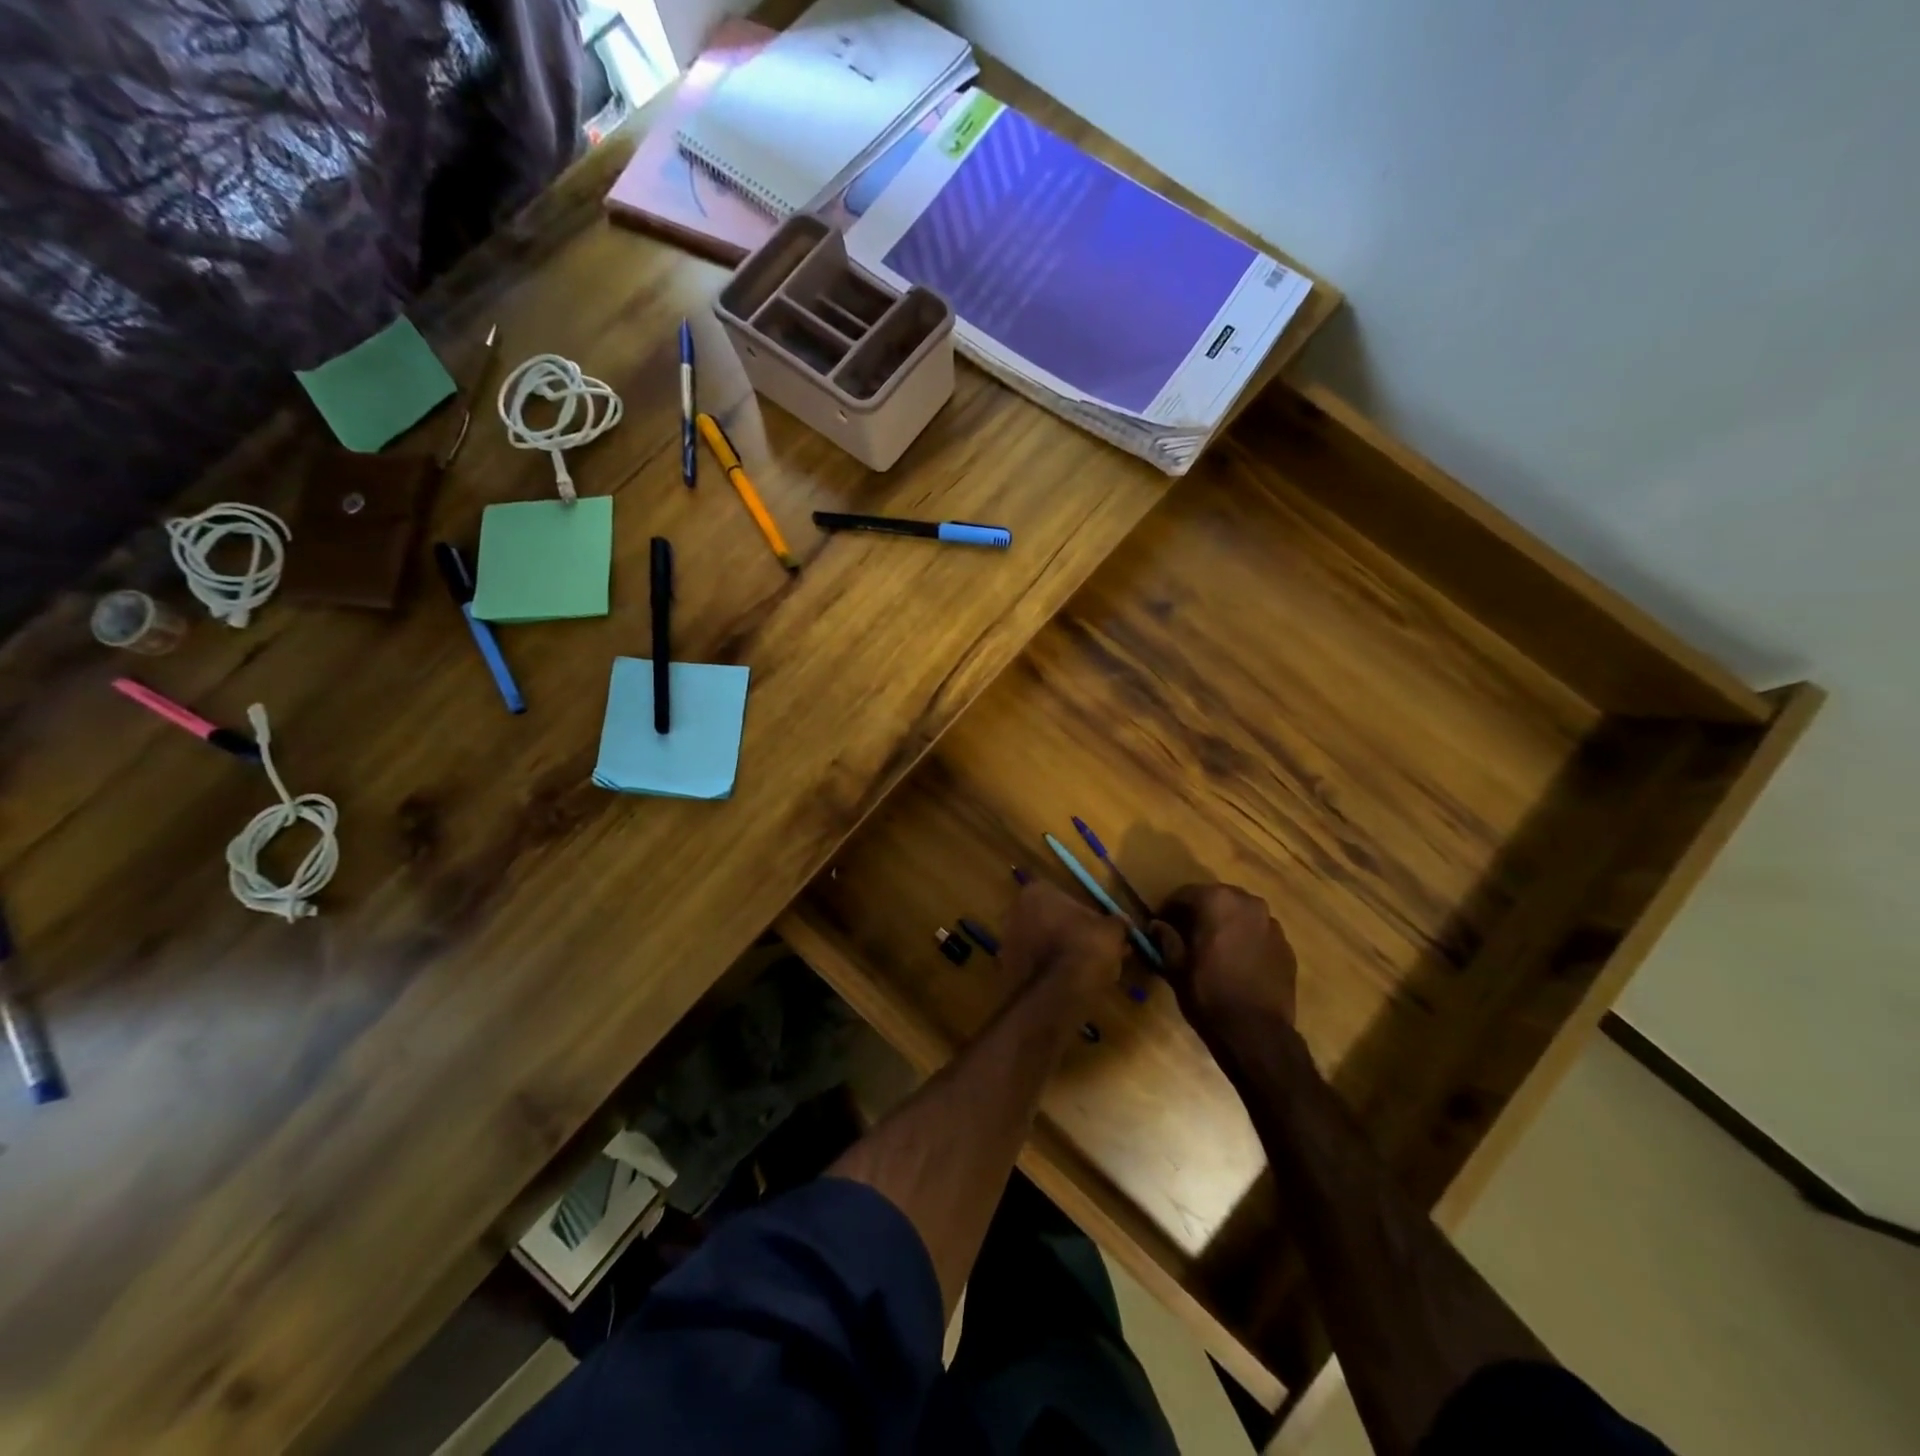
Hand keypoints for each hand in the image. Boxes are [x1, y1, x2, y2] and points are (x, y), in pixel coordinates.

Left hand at [1004, 880, 1125, 995]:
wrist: (1055, 996)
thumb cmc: (1084, 949)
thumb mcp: (1111, 932)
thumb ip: (1116, 923)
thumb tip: (1123, 922)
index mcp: (1036, 892)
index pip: (1065, 897)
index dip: (1086, 916)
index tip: (1102, 932)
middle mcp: (1015, 912)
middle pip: (1050, 920)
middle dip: (1073, 934)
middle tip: (1097, 951)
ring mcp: (1007, 941)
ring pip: (1042, 944)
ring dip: (1062, 954)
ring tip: (1089, 971)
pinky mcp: (1007, 970)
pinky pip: (1036, 966)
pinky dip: (1051, 972)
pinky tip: (1071, 985)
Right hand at [1151, 883, 1297, 1040]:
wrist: (1257, 1033)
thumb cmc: (1209, 993)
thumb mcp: (1177, 966)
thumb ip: (1166, 939)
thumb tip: (1157, 925)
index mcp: (1218, 901)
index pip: (1186, 893)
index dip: (1170, 908)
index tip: (1161, 924)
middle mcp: (1248, 903)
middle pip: (1217, 898)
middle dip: (1201, 912)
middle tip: (1186, 933)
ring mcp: (1272, 924)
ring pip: (1241, 914)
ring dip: (1226, 924)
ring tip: (1214, 947)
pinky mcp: (1286, 947)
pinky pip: (1259, 933)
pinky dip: (1246, 939)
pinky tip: (1237, 962)